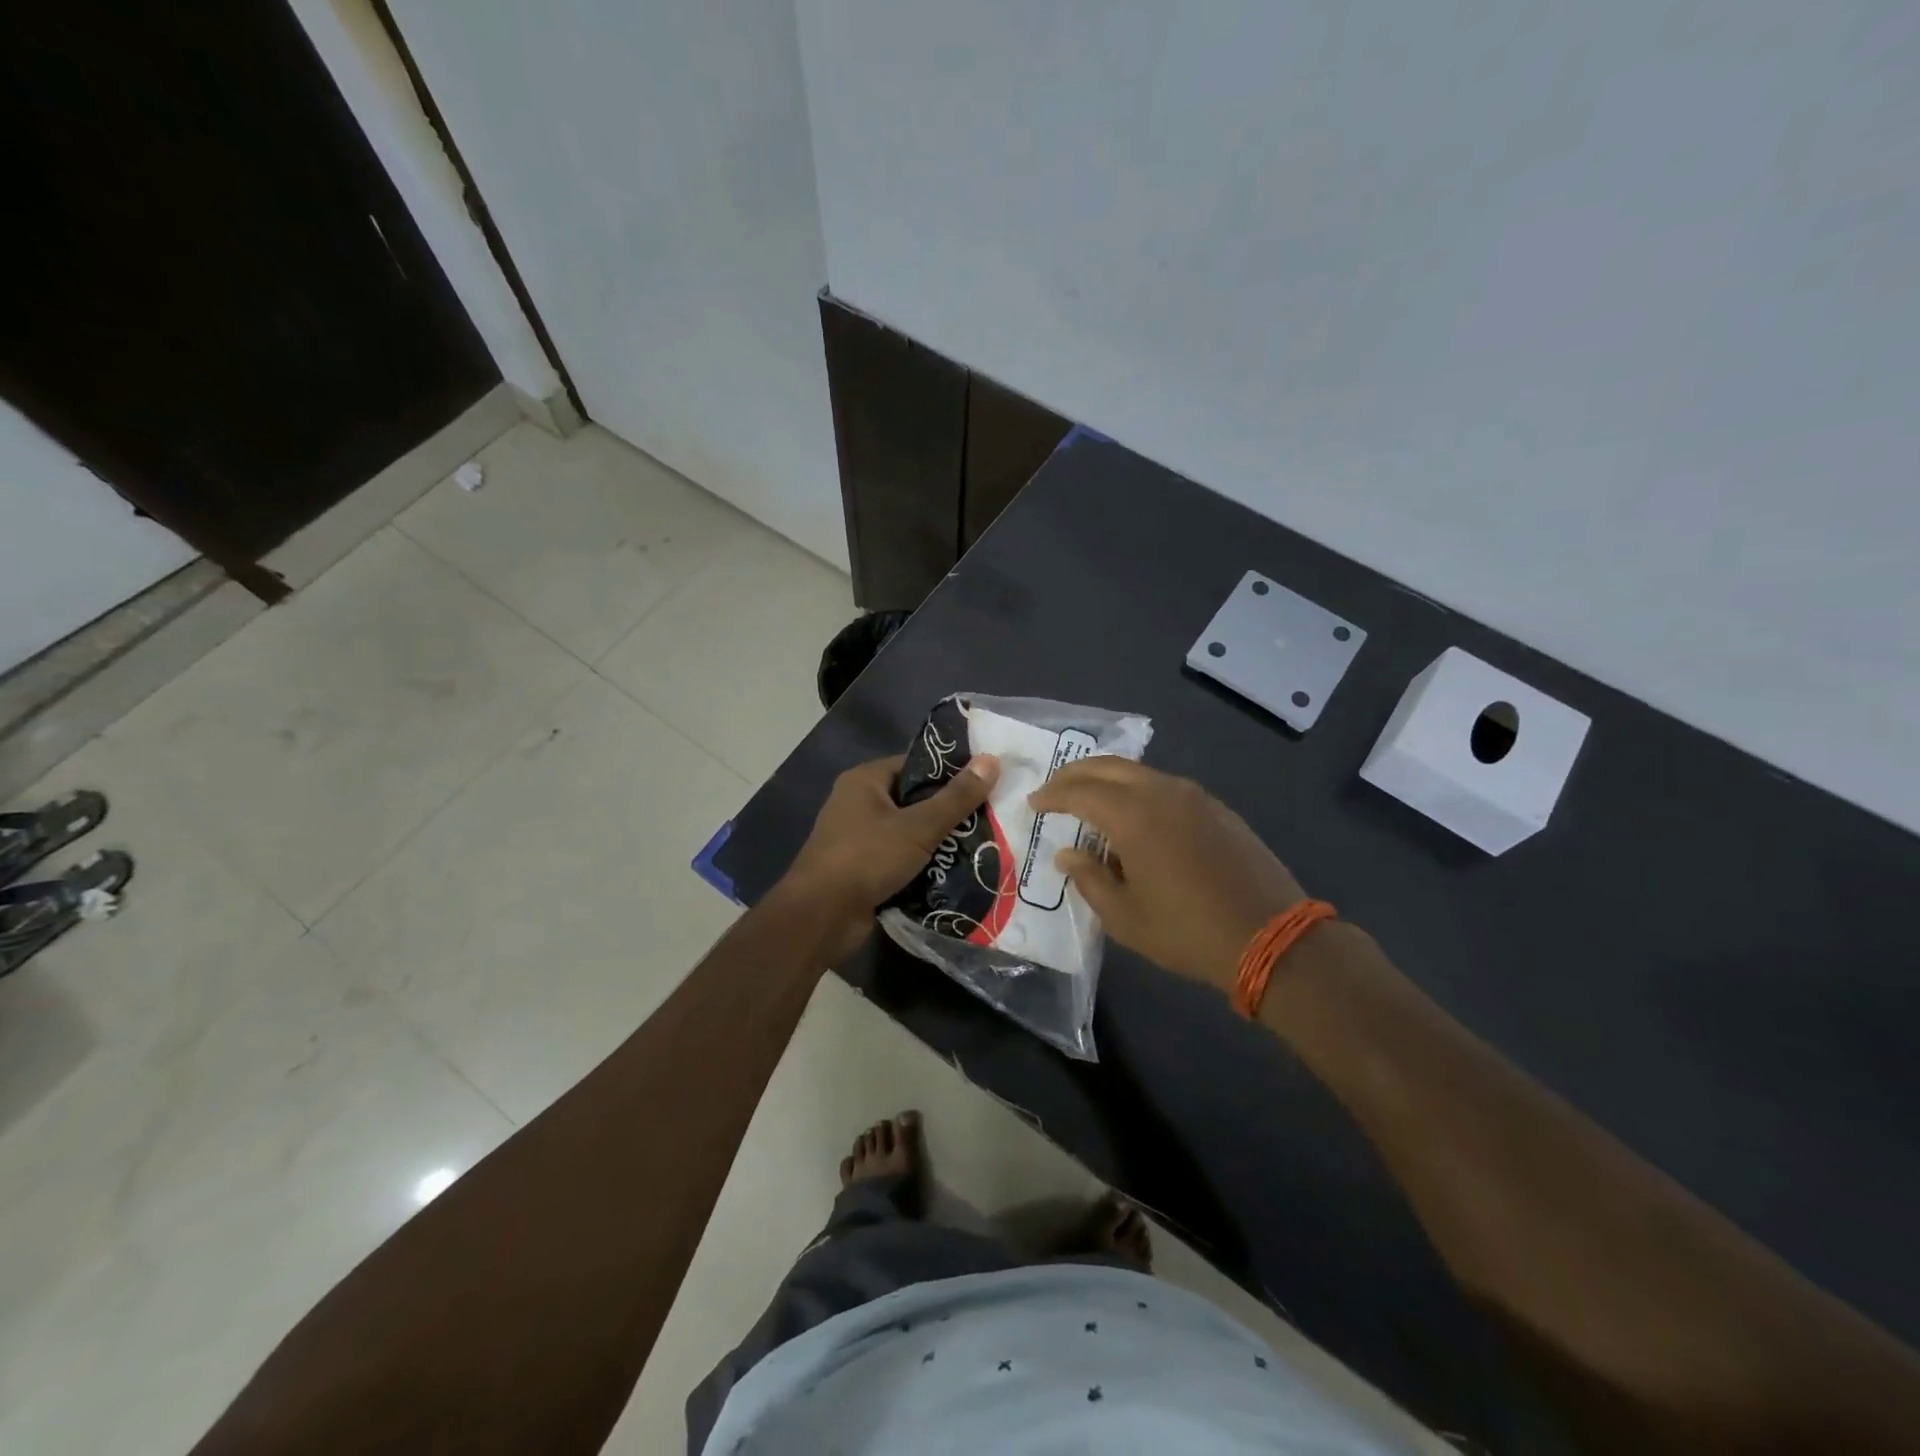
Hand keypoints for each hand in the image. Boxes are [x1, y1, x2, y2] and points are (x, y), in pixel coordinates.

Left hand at [785, 753, 1000, 960]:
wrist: (821, 917)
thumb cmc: (867, 858)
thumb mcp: (919, 826)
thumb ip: (957, 797)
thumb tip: (992, 759)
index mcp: (865, 780)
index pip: (916, 764)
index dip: (951, 772)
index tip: (986, 781)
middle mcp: (858, 803)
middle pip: (914, 799)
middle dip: (949, 811)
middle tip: (990, 816)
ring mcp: (858, 838)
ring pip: (909, 832)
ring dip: (939, 842)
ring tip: (981, 844)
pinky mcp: (862, 870)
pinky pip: (900, 859)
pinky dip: (923, 865)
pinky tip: (956, 872)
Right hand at [1028, 757, 1303, 992]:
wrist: (1271, 937)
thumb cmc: (1187, 931)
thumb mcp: (1124, 917)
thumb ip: (1089, 879)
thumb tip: (1068, 854)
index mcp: (1133, 815)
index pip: (1079, 791)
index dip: (1052, 795)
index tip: (1034, 803)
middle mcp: (1162, 792)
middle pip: (1108, 766)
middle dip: (1075, 774)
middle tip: (1055, 790)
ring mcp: (1194, 796)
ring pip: (1139, 772)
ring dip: (1108, 780)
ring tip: (1091, 802)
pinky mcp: (1217, 808)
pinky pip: (1165, 787)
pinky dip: (1138, 791)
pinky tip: (1136, 817)